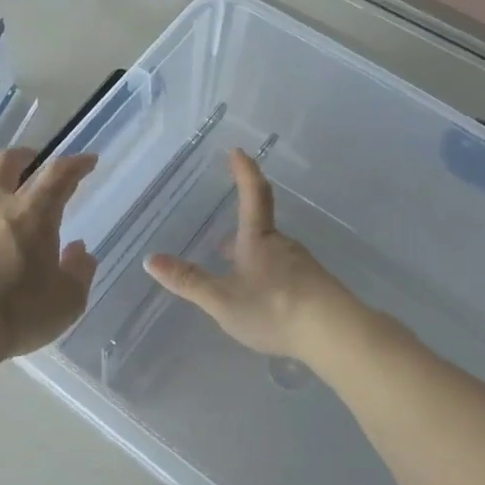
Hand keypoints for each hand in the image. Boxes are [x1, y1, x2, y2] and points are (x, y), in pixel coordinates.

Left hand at [0, 149, 98, 359]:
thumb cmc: (16, 314)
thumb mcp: (66, 302)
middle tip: (31, 162)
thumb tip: (79, 250)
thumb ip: (79, 272)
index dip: (75, 163)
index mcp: (32, 215)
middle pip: (5, 162)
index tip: (87, 160)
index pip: (58, 174)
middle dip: (23, 156)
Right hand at [145, 149, 357, 360]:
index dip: (244, 171)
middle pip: (260, 228)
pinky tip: (265, 300)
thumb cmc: (273, 308)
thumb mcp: (222, 299)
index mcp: (258, 239)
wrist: (334, 333)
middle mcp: (282, 245)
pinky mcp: (316, 287)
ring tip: (236, 276)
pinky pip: (286, 273)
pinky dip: (269, 277)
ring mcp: (302, 265)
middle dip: (240, 232)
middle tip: (221, 244)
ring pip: (271, 253)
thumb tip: (150, 259)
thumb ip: (188, 281)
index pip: (252, 194)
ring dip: (252, 257)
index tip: (238, 151)